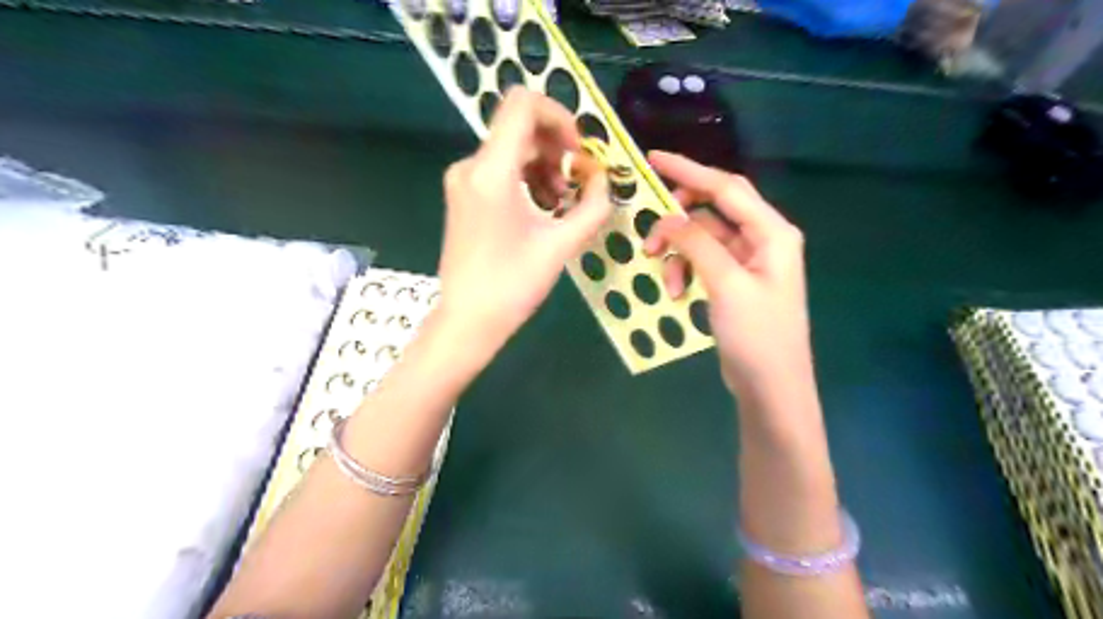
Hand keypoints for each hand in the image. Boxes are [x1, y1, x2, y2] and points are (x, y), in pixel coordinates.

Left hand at [437, 89, 612, 355]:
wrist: (469, 319)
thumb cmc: (514, 285)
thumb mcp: (562, 244)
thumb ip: (592, 205)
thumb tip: (602, 179)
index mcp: (492, 172)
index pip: (523, 104)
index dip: (559, 116)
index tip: (578, 152)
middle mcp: (470, 166)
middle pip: (520, 127)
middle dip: (556, 149)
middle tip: (575, 185)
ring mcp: (462, 180)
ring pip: (511, 148)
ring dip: (544, 166)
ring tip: (560, 203)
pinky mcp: (462, 195)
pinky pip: (499, 169)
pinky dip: (526, 178)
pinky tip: (541, 208)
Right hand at [644, 153, 811, 397]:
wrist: (770, 386)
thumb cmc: (757, 335)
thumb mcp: (726, 284)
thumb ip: (697, 244)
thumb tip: (668, 217)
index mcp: (772, 232)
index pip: (726, 189)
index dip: (689, 172)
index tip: (653, 160)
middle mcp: (762, 239)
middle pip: (713, 210)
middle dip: (678, 220)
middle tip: (649, 234)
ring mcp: (747, 261)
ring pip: (702, 239)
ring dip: (679, 254)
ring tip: (665, 279)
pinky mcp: (733, 281)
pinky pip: (703, 261)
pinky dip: (685, 271)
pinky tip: (676, 292)